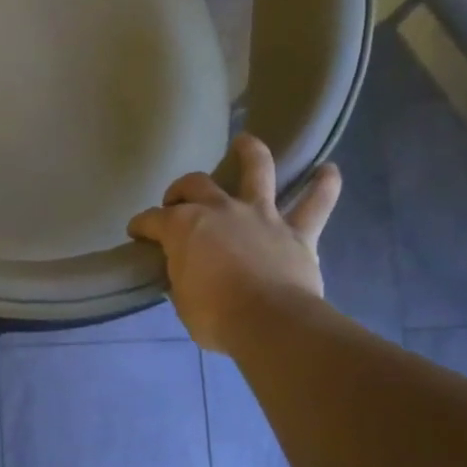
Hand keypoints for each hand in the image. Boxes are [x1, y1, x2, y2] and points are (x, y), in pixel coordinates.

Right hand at [127, 135, 341, 352]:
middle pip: (195, 184)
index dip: (141, 225)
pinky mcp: (297, 232)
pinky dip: (325, 186)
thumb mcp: (182, 300)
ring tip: (246, 142)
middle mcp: (220, 210)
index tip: (137, 234)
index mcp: (183, 227)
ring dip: (251, 153)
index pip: (152, 220)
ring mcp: (260, 215)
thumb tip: (186, 273)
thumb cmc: (215, 316)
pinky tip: (329, 171)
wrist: (270, 323)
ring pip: (258, 171)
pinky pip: (316, 204)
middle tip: (177, 201)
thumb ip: (183, 278)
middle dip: (181, 189)